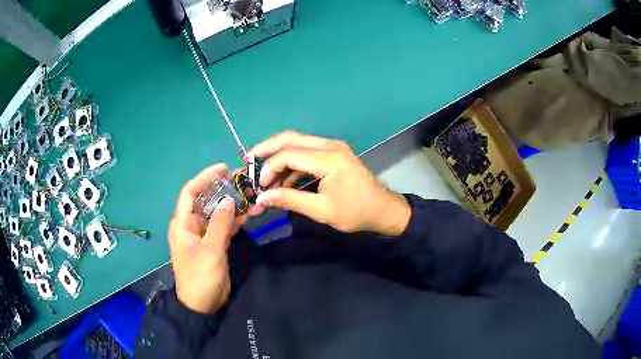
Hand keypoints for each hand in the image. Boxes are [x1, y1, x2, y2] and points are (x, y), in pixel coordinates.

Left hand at [168, 164, 260, 313]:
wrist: (203, 305)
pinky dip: (236, 220)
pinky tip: (251, 213)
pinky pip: (225, 226)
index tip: (223, 168)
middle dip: (224, 190)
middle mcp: (192, 225)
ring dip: (234, 205)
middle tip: (244, 181)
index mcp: (183, 223)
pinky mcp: (215, 243)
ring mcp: (204, 234)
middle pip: (207, 200)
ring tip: (253, 196)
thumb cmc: (200, 278)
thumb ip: (219, 224)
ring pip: (218, 213)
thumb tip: (228, 198)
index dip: (205, 177)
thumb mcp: (210, 251)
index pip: (190, 193)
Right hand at [248, 132, 410, 235]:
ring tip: (266, 178)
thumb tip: (262, 197)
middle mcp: (330, 146)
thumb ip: (290, 200)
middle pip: (291, 138)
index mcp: (328, 159)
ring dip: (280, 158)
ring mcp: (333, 148)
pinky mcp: (334, 154)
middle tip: (248, 161)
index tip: (258, 185)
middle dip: (267, 149)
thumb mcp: (321, 210)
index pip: (289, 154)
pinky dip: (293, 165)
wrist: (384, 210)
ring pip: (298, 144)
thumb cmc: (355, 212)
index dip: (269, 167)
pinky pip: (307, 153)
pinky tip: (284, 182)